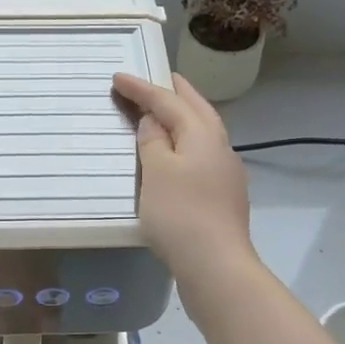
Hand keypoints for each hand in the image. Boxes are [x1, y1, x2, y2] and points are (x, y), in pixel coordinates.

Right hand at [112, 73, 253, 279]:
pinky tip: (178, 155)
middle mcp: (219, 147)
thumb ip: (153, 142)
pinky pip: (203, 154)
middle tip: (160, 78)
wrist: (216, 266)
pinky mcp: (223, 196)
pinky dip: (187, 143)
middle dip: (177, 92)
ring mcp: (226, 173)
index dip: (142, 88)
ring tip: (168, 112)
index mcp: (202, 135)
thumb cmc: (180, 215)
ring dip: (185, 117)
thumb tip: (153, 122)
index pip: (169, 102)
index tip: (119, 77)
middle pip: (197, 110)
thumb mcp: (157, 173)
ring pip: (204, 132)